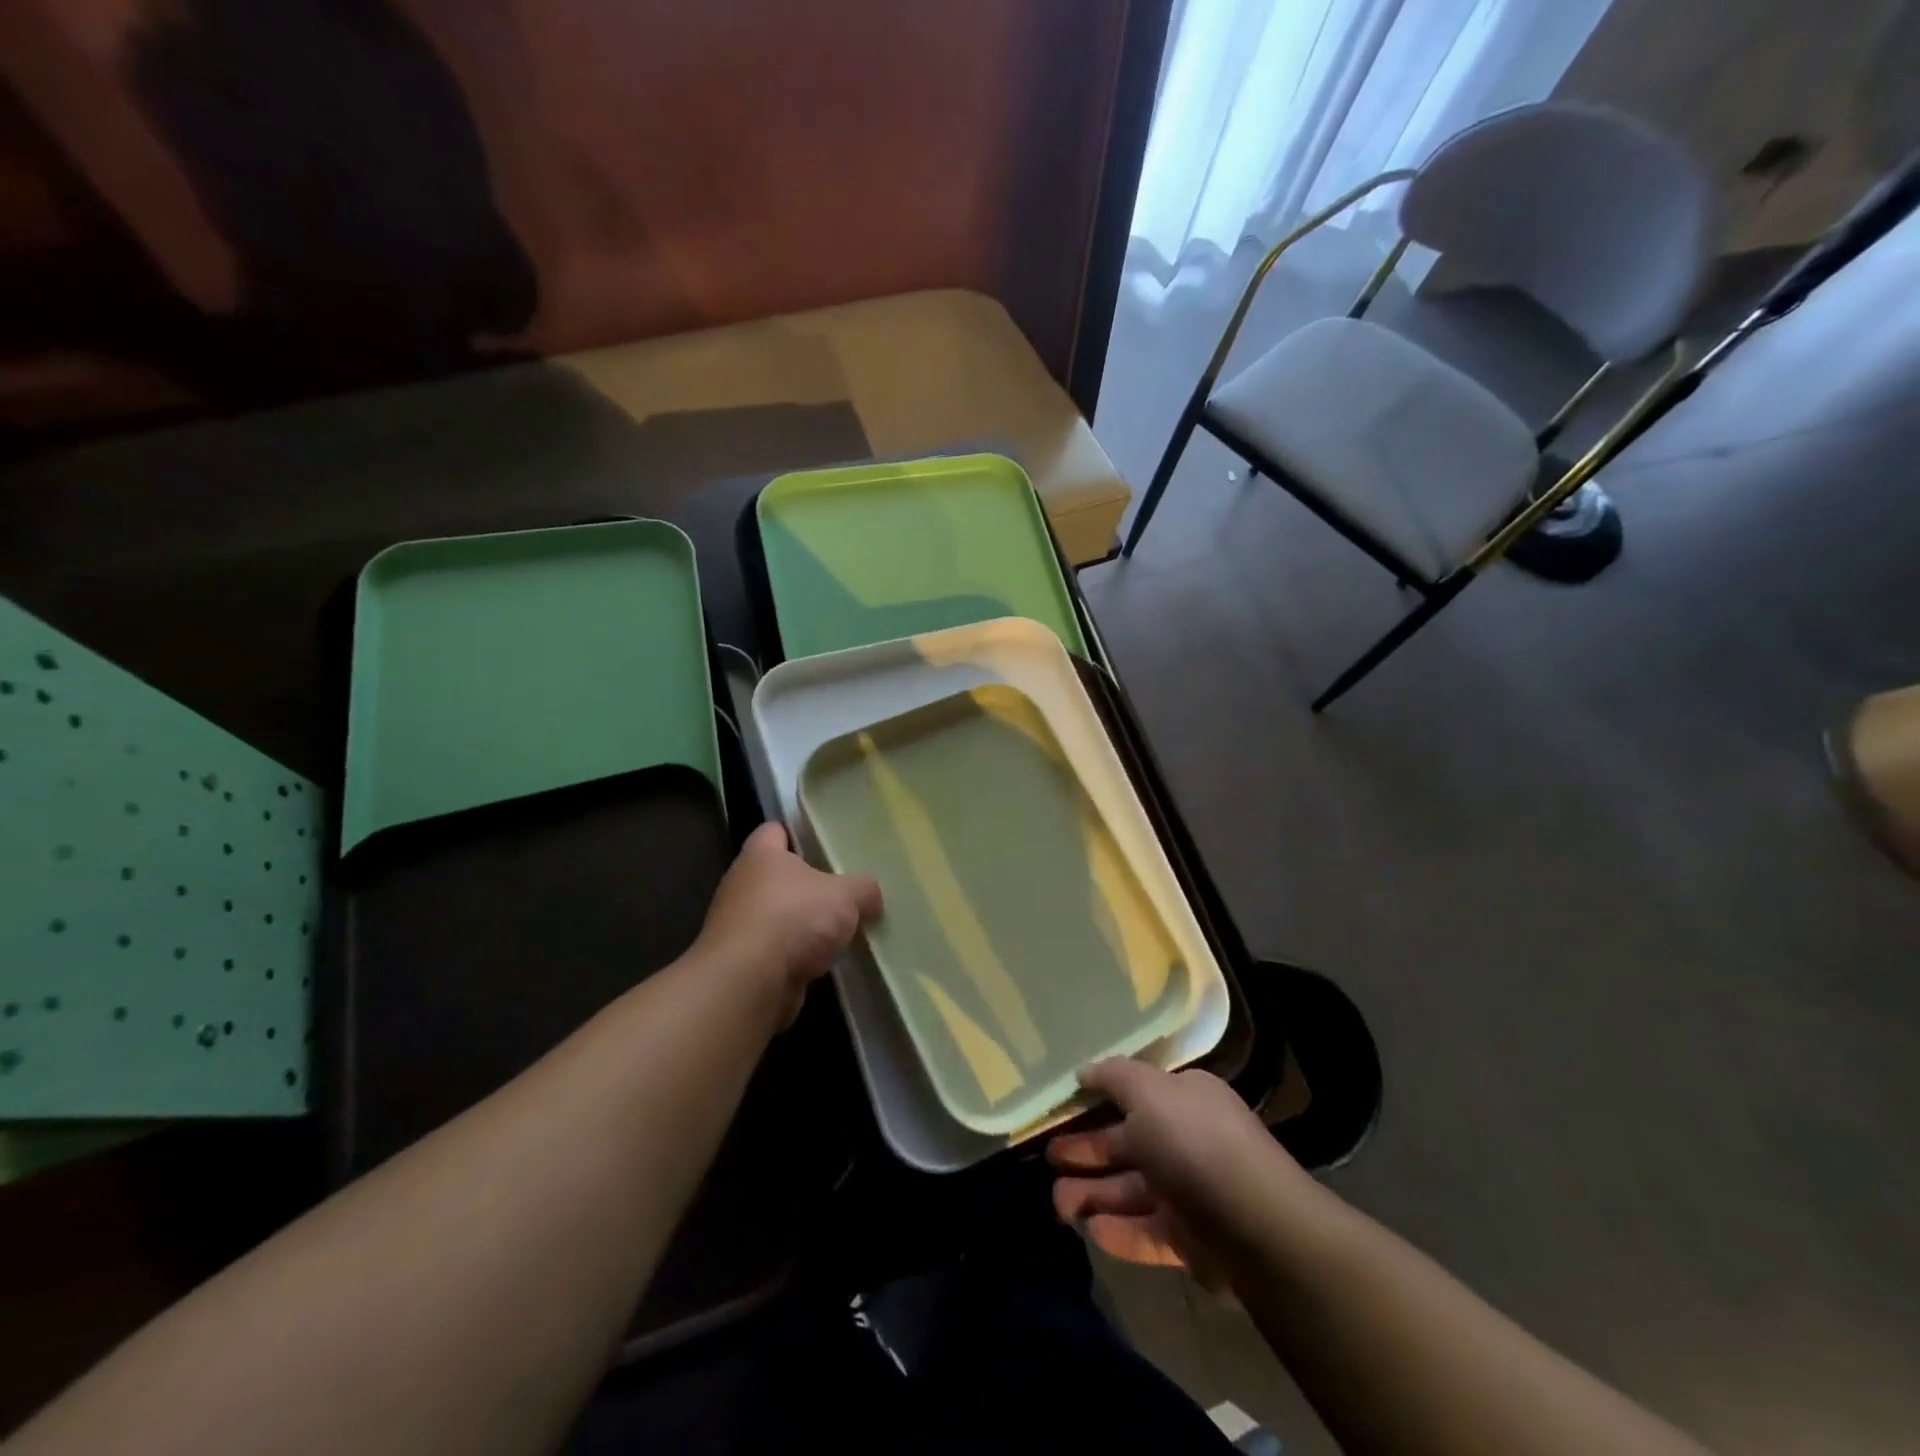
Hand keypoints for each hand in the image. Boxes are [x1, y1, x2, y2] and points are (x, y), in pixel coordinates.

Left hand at [696, 822, 881, 1020]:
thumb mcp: (845, 896)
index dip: (796, 833)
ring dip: (801, 925)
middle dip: (806, 885)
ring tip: (838, 931)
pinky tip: (822, 963)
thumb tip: (871, 896)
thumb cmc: (793, 919)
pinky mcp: (742, 963)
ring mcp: (738, 926)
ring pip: (777, 916)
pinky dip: (795, 957)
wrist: (748, 984)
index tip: (821, 842)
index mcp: (760, 856)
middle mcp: (742, 885)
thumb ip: (864, 889)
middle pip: (777, 876)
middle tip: (842, 891)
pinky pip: (775, 951)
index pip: (773, 831)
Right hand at [1048, 1059, 1309, 1276]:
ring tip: (1056, 1204)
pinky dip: (1117, 1231)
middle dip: (1086, 1151)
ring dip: (1092, 1194)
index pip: (1135, 1095)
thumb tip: (1085, 1071)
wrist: (1255, 1226)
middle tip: (1048, 1157)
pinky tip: (1089, 1229)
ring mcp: (1189, 1193)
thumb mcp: (1148, 1092)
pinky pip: (1146, 1233)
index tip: (1062, 1110)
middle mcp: (1187, 1141)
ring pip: (1131, 1191)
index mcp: (1184, 1100)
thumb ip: (1114, 1077)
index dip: (1098, 1100)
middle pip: (1127, 1144)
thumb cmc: (1194, 1142)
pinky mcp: (1191, 1241)